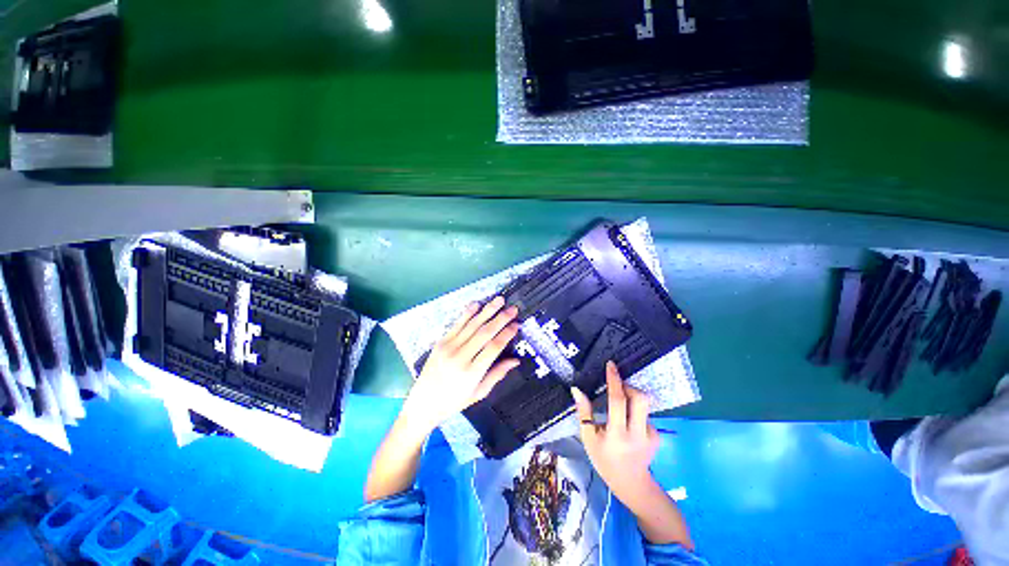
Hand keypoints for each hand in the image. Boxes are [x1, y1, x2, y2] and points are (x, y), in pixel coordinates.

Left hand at [403, 297, 519, 432]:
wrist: (422, 404)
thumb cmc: (453, 401)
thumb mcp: (479, 392)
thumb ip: (497, 374)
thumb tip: (515, 360)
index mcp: (472, 372)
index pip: (494, 347)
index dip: (507, 334)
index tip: (516, 325)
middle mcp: (461, 357)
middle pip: (485, 332)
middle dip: (501, 318)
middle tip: (513, 309)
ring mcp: (449, 347)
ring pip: (472, 325)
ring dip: (487, 311)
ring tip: (499, 300)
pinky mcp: (441, 342)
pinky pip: (457, 324)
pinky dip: (468, 313)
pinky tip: (477, 304)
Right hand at [572, 361, 660, 505]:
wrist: (632, 484)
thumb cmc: (604, 461)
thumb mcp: (589, 439)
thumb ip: (584, 413)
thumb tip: (577, 389)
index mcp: (617, 435)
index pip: (618, 401)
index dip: (614, 381)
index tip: (611, 365)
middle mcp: (637, 434)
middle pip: (640, 398)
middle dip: (629, 387)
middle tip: (618, 388)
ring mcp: (651, 435)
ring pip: (645, 404)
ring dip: (632, 398)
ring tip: (622, 407)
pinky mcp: (658, 436)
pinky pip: (646, 414)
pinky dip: (636, 411)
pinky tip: (629, 423)